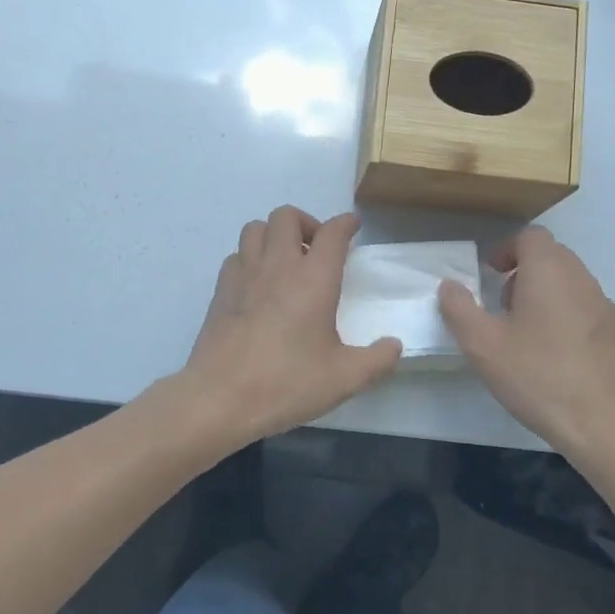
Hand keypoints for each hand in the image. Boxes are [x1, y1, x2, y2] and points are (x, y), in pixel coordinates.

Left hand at [180, 207, 402, 445]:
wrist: (220, 398)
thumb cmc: (286, 383)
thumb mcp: (344, 379)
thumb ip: (377, 360)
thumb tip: (394, 345)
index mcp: (313, 279)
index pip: (332, 233)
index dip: (345, 224)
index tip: (353, 226)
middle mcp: (278, 266)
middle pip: (287, 216)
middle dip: (306, 223)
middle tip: (317, 250)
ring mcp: (244, 275)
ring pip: (256, 228)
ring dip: (274, 235)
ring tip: (286, 261)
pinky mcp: (220, 291)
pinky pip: (236, 256)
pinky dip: (250, 258)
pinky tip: (258, 285)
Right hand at [438, 226, 614, 458]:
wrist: (605, 424)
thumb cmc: (537, 377)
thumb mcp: (482, 346)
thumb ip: (460, 309)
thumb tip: (450, 285)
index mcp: (549, 273)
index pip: (531, 237)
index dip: (508, 250)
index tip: (491, 276)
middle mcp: (583, 281)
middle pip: (553, 257)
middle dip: (525, 272)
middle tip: (504, 307)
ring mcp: (608, 308)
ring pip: (573, 285)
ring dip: (548, 296)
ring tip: (529, 336)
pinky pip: (590, 312)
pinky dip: (570, 320)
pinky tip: (560, 358)